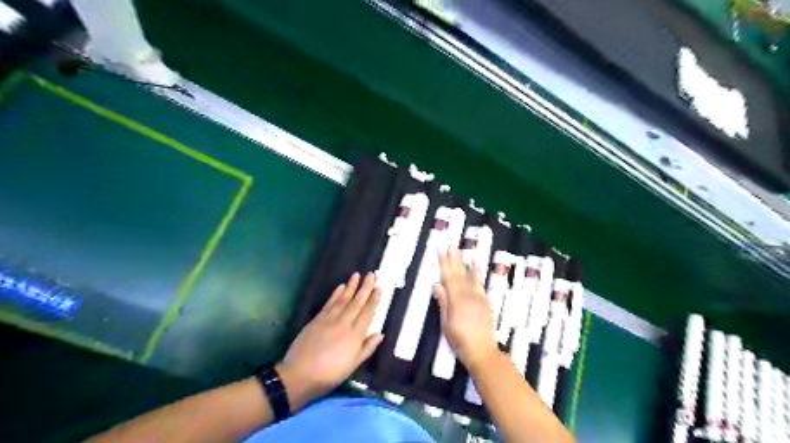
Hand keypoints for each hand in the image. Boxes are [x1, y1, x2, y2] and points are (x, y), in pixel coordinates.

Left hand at [277, 274, 382, 411]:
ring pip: (343, 299)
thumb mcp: (353, 366)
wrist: (299, 375)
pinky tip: (341, 286)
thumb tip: (380, 334)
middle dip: (365, 288)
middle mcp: (344, 323)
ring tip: (357, 275)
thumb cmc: (330, 374)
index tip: (379, 288)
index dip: (374, 300)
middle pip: (357, 302)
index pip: (367, 313)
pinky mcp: (317, 319)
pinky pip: (329, 303)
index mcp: (355, 335)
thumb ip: (367, 348)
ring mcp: (329, 319)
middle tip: (372, 274)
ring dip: (351, 286)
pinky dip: (336, 294)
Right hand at [431, 248, 498, 371]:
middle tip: (452, 246)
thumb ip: (443, 303)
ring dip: (466, 264)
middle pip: (459, 275)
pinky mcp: (485, 303)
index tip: (441, 251)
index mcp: (457, 300)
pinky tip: (477, 268)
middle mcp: (469, 296)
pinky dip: (477, 275)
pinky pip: (479, 285)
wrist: (483, 352)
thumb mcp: (447, 324)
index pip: (448, 278)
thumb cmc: (460, 341)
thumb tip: (437, 285)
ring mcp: (479, 298)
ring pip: (470, 278)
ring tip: (464, 252)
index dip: (444, 264)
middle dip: (454, 259)